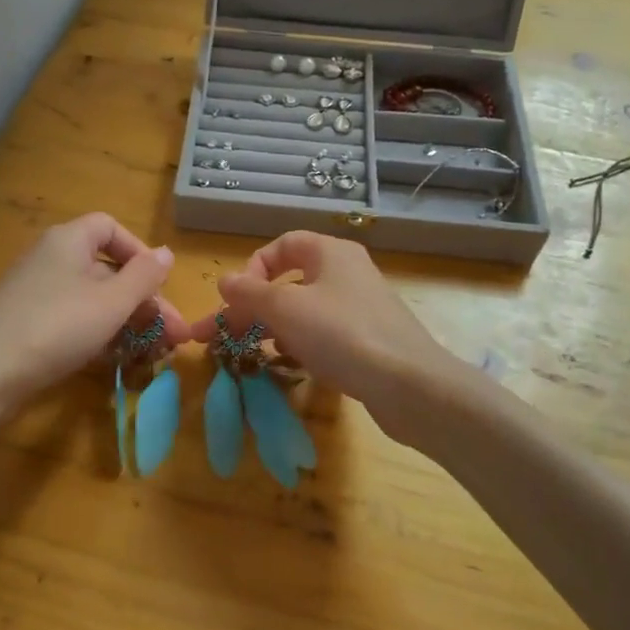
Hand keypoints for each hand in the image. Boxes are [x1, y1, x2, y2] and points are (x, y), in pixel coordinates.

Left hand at [0, 213, 188, 410]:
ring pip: (91, 299)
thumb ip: (144, 276)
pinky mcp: (26, 324)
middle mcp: (50, 259)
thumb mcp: (111, 302)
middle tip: (173, 335)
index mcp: (69, 241)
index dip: (140, 252)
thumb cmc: (57, 327)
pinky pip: (71, 320)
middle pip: (106, 269)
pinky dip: (97, 335)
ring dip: (125, 322)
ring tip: (154, 352)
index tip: (160, 284)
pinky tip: (115, 360)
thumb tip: (166, 252)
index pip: (110, 228)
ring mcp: (36, 293)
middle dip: (143, 301)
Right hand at [190, 232, 456, 425]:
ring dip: (274, 328)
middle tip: (220, 337)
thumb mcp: (285, 309)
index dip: (253, 268)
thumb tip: (225, 281)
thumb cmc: (341, 335)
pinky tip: (292, 364)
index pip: (282, 245)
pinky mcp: (369, 339)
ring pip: (305, 310)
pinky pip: (325, 334)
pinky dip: (302, 344)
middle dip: (252, 308)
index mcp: (330, 252)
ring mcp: (361, 307)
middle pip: (289, 282)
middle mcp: (347, 272)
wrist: (409, 385)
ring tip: (253, 352)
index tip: (235, 299)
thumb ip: (249, 293)